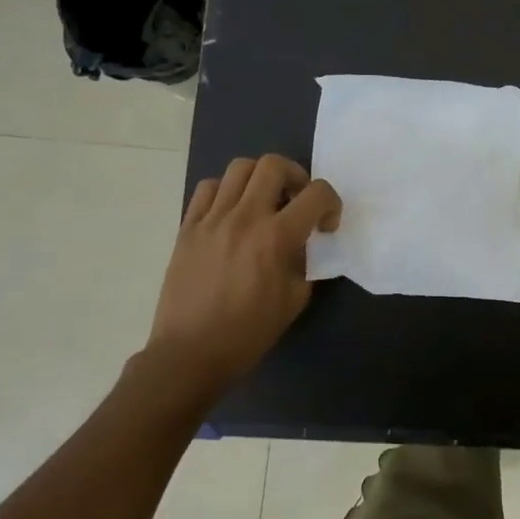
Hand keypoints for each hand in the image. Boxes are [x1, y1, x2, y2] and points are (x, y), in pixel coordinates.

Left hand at [132, 154, 341, 397]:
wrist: (190, 354)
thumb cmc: (248, 333)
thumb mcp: (294, 299)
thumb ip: (304, 262)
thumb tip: (303, 243)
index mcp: (276, 237)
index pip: (316, 194)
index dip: (331, 203)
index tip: (326, 226)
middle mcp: (244, 218)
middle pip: (273, 164)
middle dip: (296, 176)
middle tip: (297, 201)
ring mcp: (211, 219)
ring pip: (239, 168)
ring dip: (260, 178)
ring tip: (264, 201)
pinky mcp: (188, 227)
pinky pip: (208, 188)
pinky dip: (226, 191)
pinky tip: (232, 213)